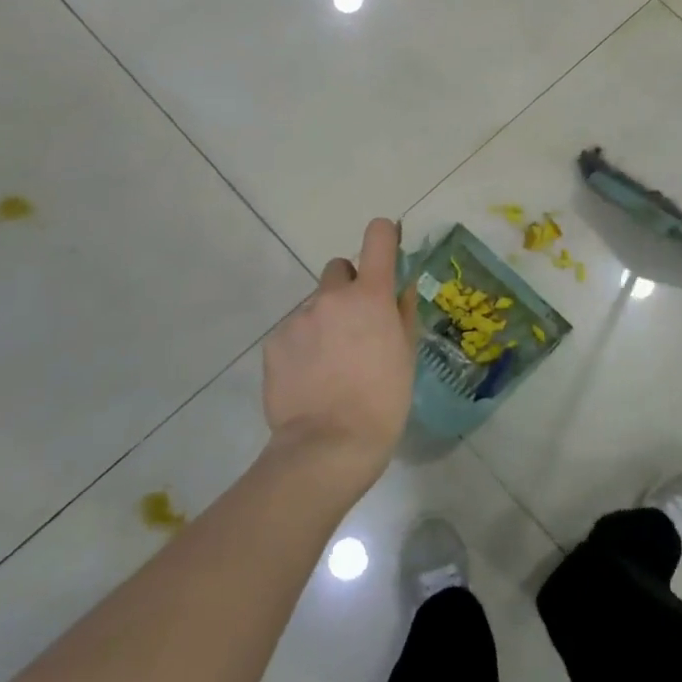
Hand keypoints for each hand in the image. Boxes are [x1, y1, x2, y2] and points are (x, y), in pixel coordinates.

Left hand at [262, 218, 417, 483]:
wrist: (328, 446)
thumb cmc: (383, 400)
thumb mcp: (406, 355)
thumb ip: (402, 312)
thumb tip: (400, 287)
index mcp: (370, 295)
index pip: (377, 237)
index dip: (383, 236)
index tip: (387, 247)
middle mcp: (332, 296)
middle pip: (339, 268)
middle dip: (349, 286)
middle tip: (356, 325)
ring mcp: (299, 318)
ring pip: (316, 305)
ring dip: (325, 320)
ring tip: (330, 363)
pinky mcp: (274, 342)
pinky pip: (294, 331)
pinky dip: (303, 345)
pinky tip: (310, 377)